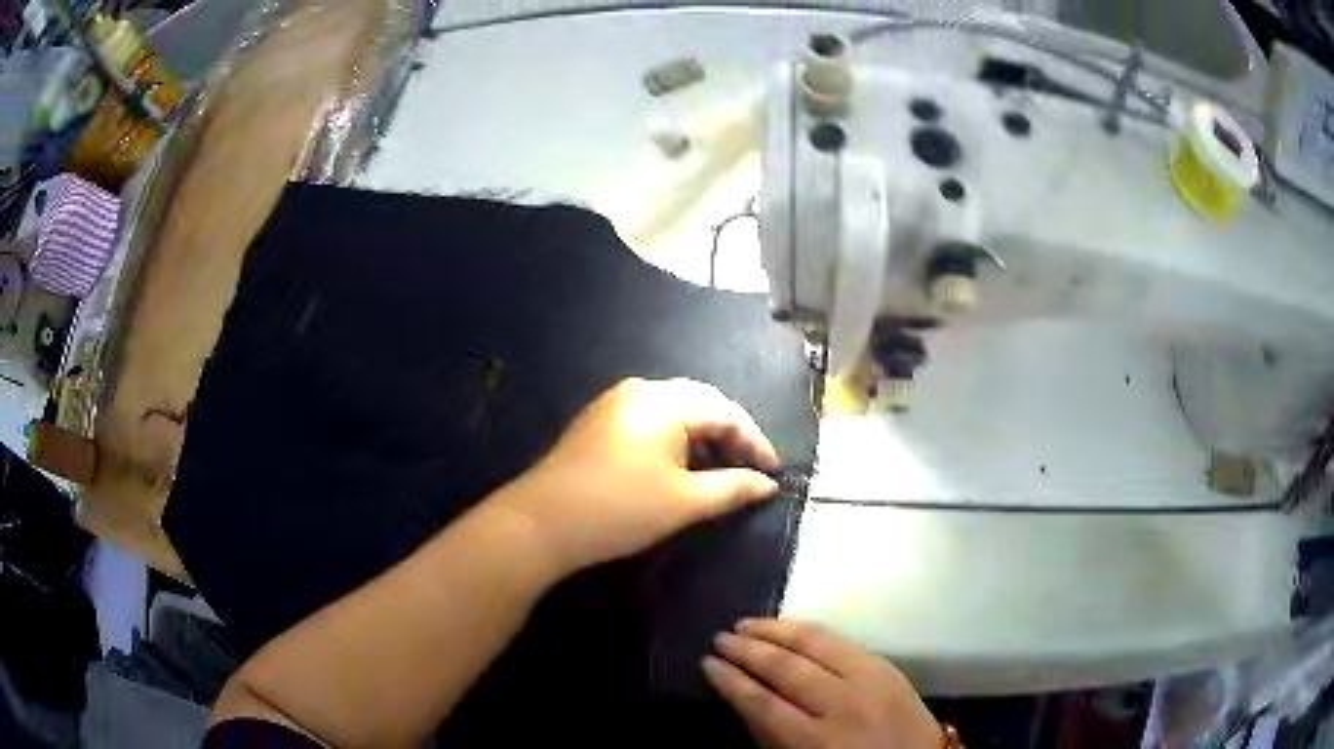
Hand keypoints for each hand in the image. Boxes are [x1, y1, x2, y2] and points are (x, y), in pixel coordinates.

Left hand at [491, 378, 781, 574]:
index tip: (774, 474)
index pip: (725, 412)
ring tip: (720, 474)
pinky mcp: (598, 424)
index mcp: (664, 400)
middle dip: (730, 438)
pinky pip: (650, 424)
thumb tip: (768, 485)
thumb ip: (733, 488)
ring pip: (674, 414)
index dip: (755, 442)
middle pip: (700, 406)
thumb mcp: (685, 501)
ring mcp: (614, 404)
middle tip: (751, 471)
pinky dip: (675, 443)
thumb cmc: (621, 509)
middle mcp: (639, 390)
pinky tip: (681, 470)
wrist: (541, 523)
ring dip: (702, 441)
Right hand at [704, 619, 942, 748]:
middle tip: (720, 638)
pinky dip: (812, 631)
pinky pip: (843, 640)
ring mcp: (870, 680)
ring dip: (776, 631)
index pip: (762, 703)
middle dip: (748, 651)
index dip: (731, 681)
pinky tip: (792, 627)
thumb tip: (743, 700)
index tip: (707, 665)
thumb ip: (771, 736)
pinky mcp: (887, 665)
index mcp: (816, 741)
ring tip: (747, 624)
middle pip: (786, 668)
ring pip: (815, 644)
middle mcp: (842, 705)